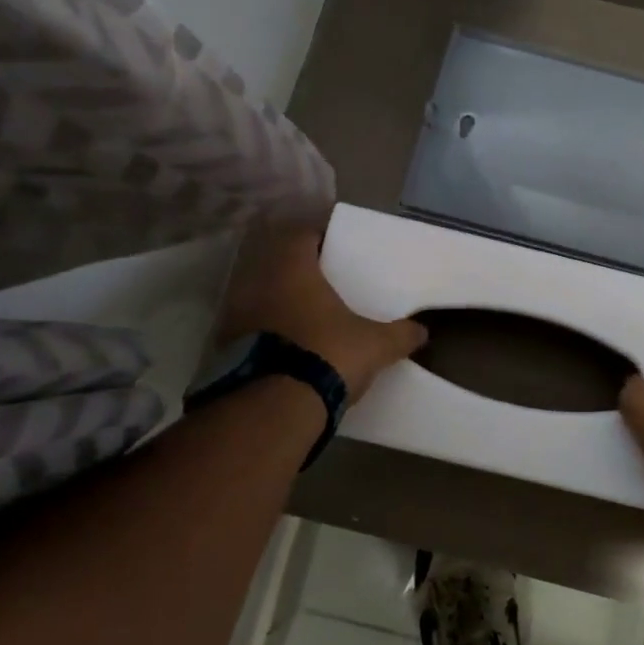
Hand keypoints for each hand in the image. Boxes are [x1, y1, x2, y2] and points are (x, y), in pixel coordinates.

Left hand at [218, 219, 426, 400]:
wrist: (272, 409)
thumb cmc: (327, 355)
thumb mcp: (375, 345)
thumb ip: (400, 335)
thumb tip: (422, 331)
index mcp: (291, 269)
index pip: (299, 235)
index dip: (316, 237)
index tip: (333, 247)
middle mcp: (255, 284)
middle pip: (274, 264)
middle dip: (296, 271)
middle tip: (322, 282)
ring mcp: (233, 316)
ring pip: (257, 296)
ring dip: (277, 302)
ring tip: (304, 316)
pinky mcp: (221, 349)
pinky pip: (247, 328)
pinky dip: (264, 332)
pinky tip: (286, 346)